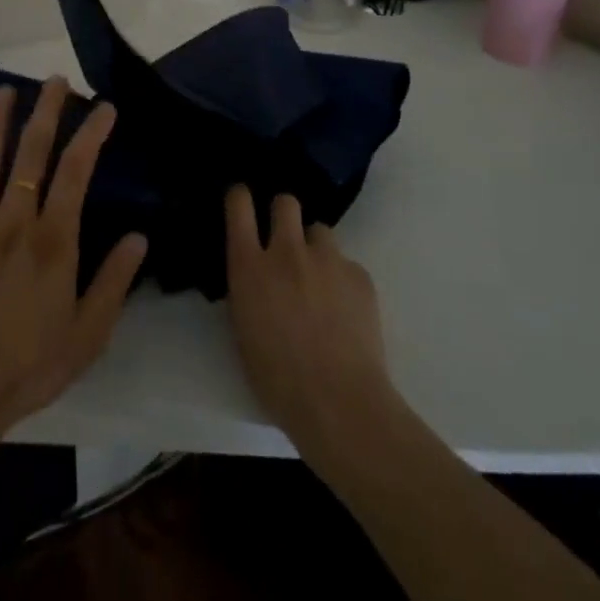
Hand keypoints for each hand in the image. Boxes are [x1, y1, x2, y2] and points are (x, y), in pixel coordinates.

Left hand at [0, 78, 146, 460]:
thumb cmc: (30, 365)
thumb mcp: (88, 334)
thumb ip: (113, 281)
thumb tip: (140, 236)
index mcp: (52, 240)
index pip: (77, 170)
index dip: (91, 133)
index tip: (104, 108)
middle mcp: (12, 221)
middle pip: (31, 151)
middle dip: (45, 110)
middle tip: (54, 81)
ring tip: (7, 90)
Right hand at [224, 185, 400, 462]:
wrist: (339, 403)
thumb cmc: (278, 379)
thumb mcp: (243, 329)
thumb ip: (248, 290)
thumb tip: (254, 277)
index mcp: (250, 266)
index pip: (239, 205)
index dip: (240, 197)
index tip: (242, 202)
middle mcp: (287, 251)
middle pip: (286, 202)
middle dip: (284, 214)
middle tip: (285, 241)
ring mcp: (327, 260)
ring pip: (320, 231)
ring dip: (315, 248)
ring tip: (319, 280)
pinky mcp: (360, 276)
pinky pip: (347, 264)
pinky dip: (342, 280)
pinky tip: (345, 310)